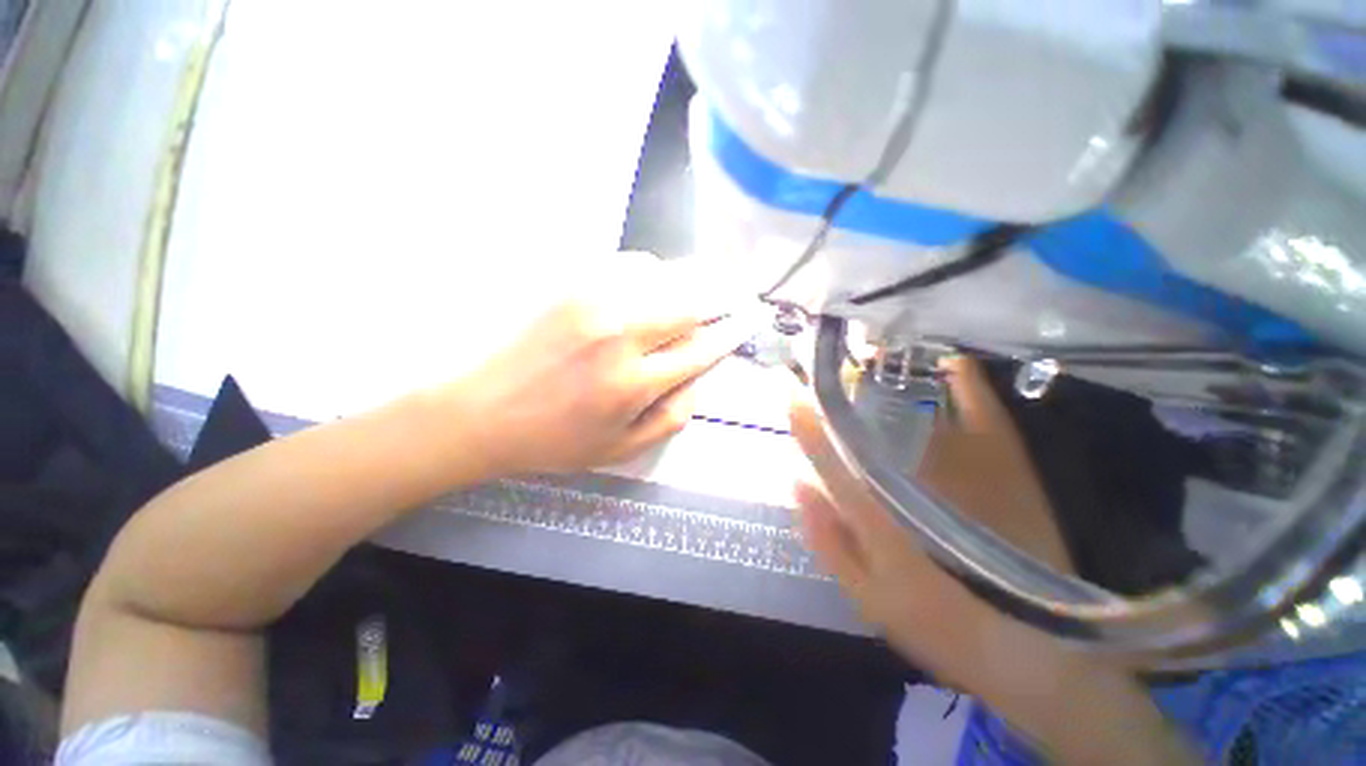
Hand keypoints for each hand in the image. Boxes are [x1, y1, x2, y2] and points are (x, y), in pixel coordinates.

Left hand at [453, 255, 750, 475]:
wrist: (479, 409)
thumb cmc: (554, 438)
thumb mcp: (620, 449)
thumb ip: (671, 417)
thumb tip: (698, 378)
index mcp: (633, 383)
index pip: (701, 349)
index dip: (730, 334)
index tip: (748, 322)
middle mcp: (619, 334)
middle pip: (690, 303)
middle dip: (720, 298)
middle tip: (737, 294)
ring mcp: (592, 300)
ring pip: (663, 274)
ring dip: (687, 281)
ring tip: (696, 290)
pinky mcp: (570, 282)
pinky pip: (628, 262)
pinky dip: (651, 271)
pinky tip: (651, 284)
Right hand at [789, 359, 1195, 763]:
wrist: (1040, 648)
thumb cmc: (942, 628)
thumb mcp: (869, 598)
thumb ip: (828, 539)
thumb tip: (797, 481)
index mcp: (879, 514)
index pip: (829, 456)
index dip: (806, 423)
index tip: (789, 395)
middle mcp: (917, 478)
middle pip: (869, 419)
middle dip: (842, 388)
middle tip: (826, 369)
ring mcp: (967, 463)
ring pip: (917, 403)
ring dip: (887, 376)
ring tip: (869, 356)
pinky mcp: (1005, 459)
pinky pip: (977, 404)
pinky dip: (959, 377)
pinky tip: (943, 361)